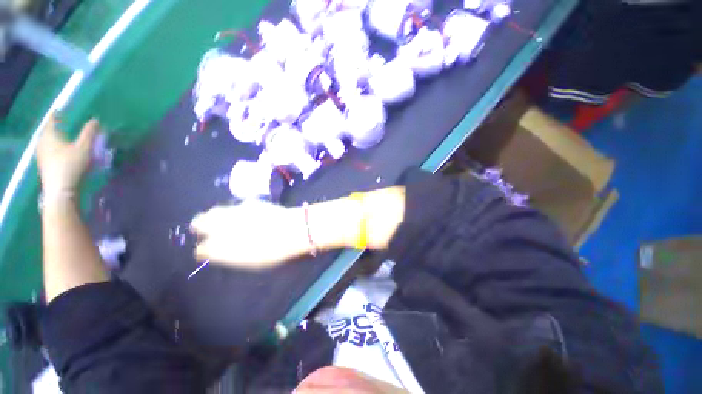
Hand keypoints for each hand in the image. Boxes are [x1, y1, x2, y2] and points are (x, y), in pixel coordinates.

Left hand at [37, 113, 98, 194]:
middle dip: (53, 128)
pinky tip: (58, 152)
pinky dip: (53, 148)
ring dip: (53, 139)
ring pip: (46, 142)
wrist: (61, 190)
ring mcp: (41, 155)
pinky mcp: (44, 165)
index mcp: (50, 135)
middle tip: (59, 124)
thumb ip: (89, 133)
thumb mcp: (84, 148)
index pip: (51, 120)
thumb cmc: (71, 165)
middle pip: (47, 132)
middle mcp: (42, 143)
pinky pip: (47, 151)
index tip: (58, 110)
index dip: (55, 115)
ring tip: (60, 138)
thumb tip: (95, 120)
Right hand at [190, 200, 310, 269]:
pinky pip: (235, 206)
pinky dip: (235, 211)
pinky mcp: (248, 202)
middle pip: (199, 222)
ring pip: (214, 211)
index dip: (205, 250)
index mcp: (220, 247)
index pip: (201, 249)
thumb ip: (229, 256)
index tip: (208, 250)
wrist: (291, 230)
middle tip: (209, 231)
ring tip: (225, 221)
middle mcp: (221, 226)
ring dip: (215, 216)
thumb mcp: (249, 262)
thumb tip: (218, 252)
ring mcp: (234, 211)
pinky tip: (244, 214)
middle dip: (201, 227)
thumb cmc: (273, 252)